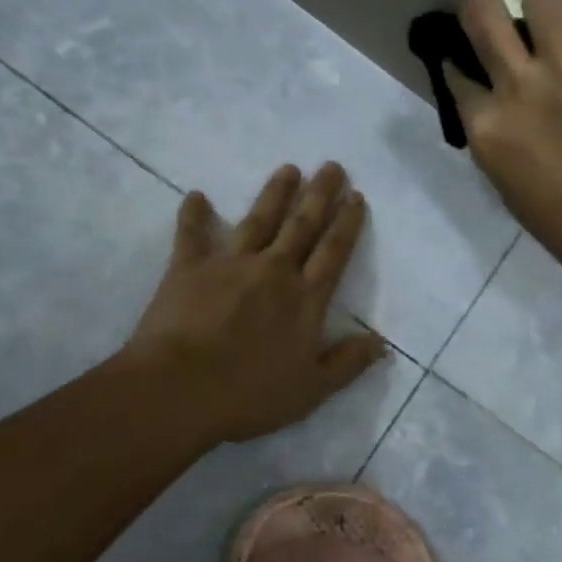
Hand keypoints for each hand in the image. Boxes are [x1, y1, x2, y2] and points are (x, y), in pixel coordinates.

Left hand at [123, 163, 387, 444]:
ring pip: (258, 220)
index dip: (347, 223)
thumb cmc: (249, 394)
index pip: (333, 253)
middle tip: (331, 166)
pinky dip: (194, 214)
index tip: (356, 196)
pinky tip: (196, 195)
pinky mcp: (189, 267)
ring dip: (275, 193)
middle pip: (302, 226)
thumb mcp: (311, 390)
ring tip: (288, 168)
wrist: (179, 390)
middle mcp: (273, 271)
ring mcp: (230, 264)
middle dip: (319, 194)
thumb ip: (347, 363)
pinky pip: (192, 234)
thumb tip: (382, 342)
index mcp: (305, 299)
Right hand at [444, 0, 561, 274]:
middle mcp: (518, 83)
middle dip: (484, 9)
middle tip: (501, 24)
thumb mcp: (512, 189)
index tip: (474, 70)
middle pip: (483, 11)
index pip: (457, 75)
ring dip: (549, 15)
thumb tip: (510, 119)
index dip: (464, 69)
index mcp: (486, 127)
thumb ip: (503, 142)